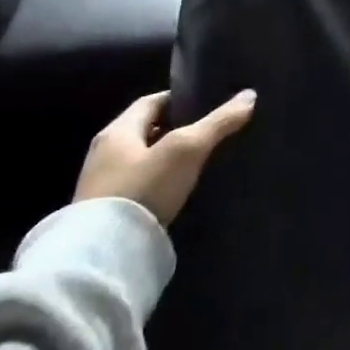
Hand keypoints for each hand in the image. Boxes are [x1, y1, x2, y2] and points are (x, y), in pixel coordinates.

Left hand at [73, 89, 256, 226]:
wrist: (106, 253)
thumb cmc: (144, 188)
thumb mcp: (187, 150)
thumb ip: (218, 122)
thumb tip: (249, 95)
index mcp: (117, 131)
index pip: (150, 102)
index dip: (178, 99)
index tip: (205, 103)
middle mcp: (103, 153)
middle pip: (144, 130)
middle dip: (173, 129)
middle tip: (206, 132)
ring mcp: (100, 185)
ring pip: (140, 159)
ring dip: (164, 157)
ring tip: (197, 161)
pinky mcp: (105, 213)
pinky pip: (136, 186)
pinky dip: (157, 182)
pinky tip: (176, 191)